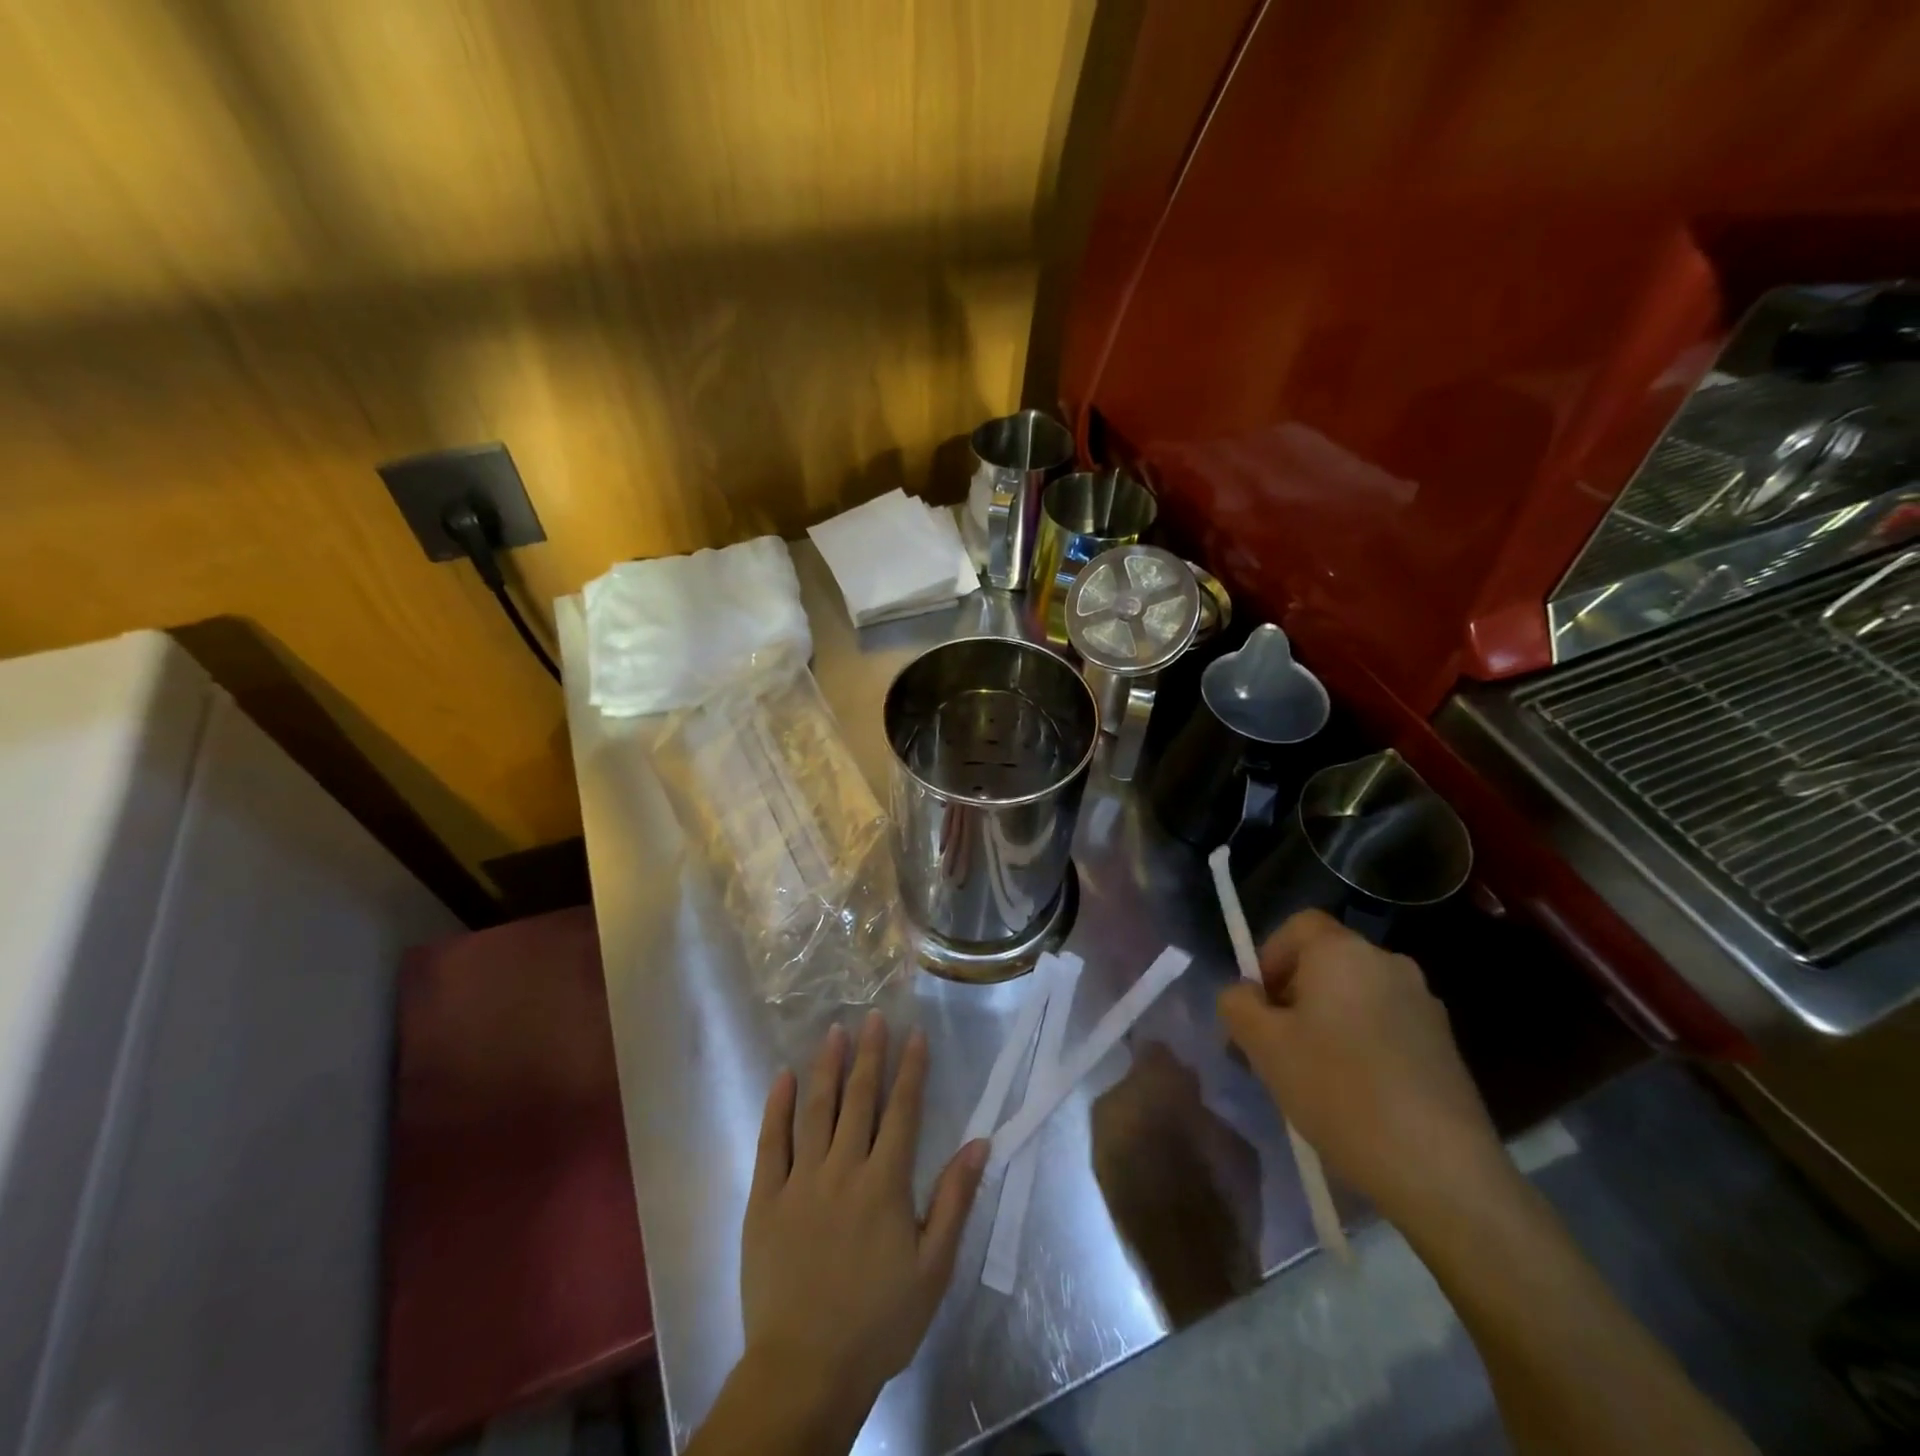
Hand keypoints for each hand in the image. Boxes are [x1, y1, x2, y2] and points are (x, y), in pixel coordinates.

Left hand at [741, 1013, 987, 1427]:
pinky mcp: (765, 1199)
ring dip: (827, 1067)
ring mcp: (800, 1181)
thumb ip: (954, 1200)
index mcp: (885, 1184)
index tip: (914, 1034)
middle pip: (860, 1099)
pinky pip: (770, 1143)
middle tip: (873, 1016)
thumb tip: (980, 1142)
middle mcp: (843, 1169)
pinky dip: (777, 1107)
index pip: (903, 1111)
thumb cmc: (878, 1322)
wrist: (805, 1371)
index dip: (911, 1070)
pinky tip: (783, 1078)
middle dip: (870, 1054)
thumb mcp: (933, 1268)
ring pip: (816, 1110)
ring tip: (834, 1031)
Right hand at [1216, 910, 1508, 1225]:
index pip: (1298, 925)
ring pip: (1356, 996)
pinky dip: (1362, 1045)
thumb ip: (1238, 1004)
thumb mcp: (1263, 1045)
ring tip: (1314, 1076)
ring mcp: (1424, 1004)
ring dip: (1328, 1022)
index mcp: (1343, 952)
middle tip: (1277, 1046)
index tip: (1260, 1005)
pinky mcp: (1445, 1045)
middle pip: (1326, 962)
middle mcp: (1388, 963)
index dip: (1269, 957)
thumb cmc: (1338, 1090)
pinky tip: (1356, 1096)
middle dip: (1295, 995)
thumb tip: (1245, 994)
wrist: (1441, 1169)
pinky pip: (1386, 1025)